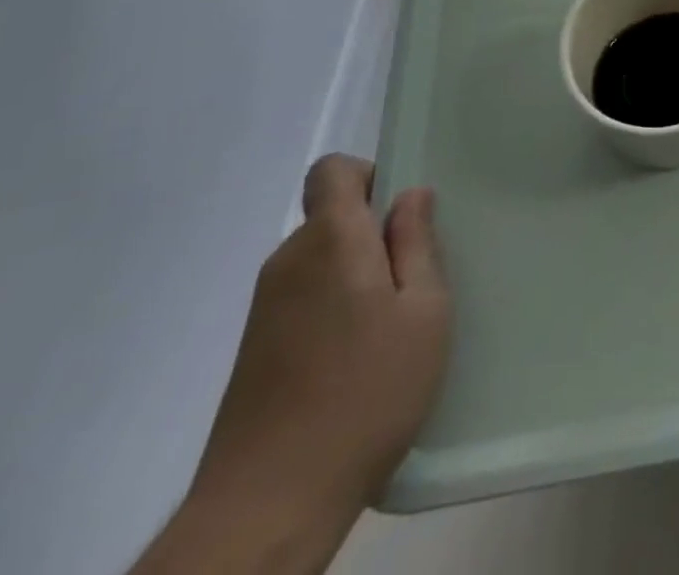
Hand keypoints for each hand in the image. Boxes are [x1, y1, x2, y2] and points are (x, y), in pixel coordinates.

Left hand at [192, 155, 450, 520]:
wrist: (267, 507)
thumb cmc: (366, 393)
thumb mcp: (424, 312)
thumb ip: (417, 244)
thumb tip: (411, 195)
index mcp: (331, 239)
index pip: (332, 171)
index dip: (368, 175)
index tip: (401, 214)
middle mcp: (289, 261)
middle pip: (331, 216)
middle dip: (373, 232)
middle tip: (414, 280)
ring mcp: (265, 308)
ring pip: (320, 260)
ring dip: (355, 275)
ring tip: (390, 327)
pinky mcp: (254, 350)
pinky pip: (304, 298)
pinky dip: (333, 309)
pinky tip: (357, 361)